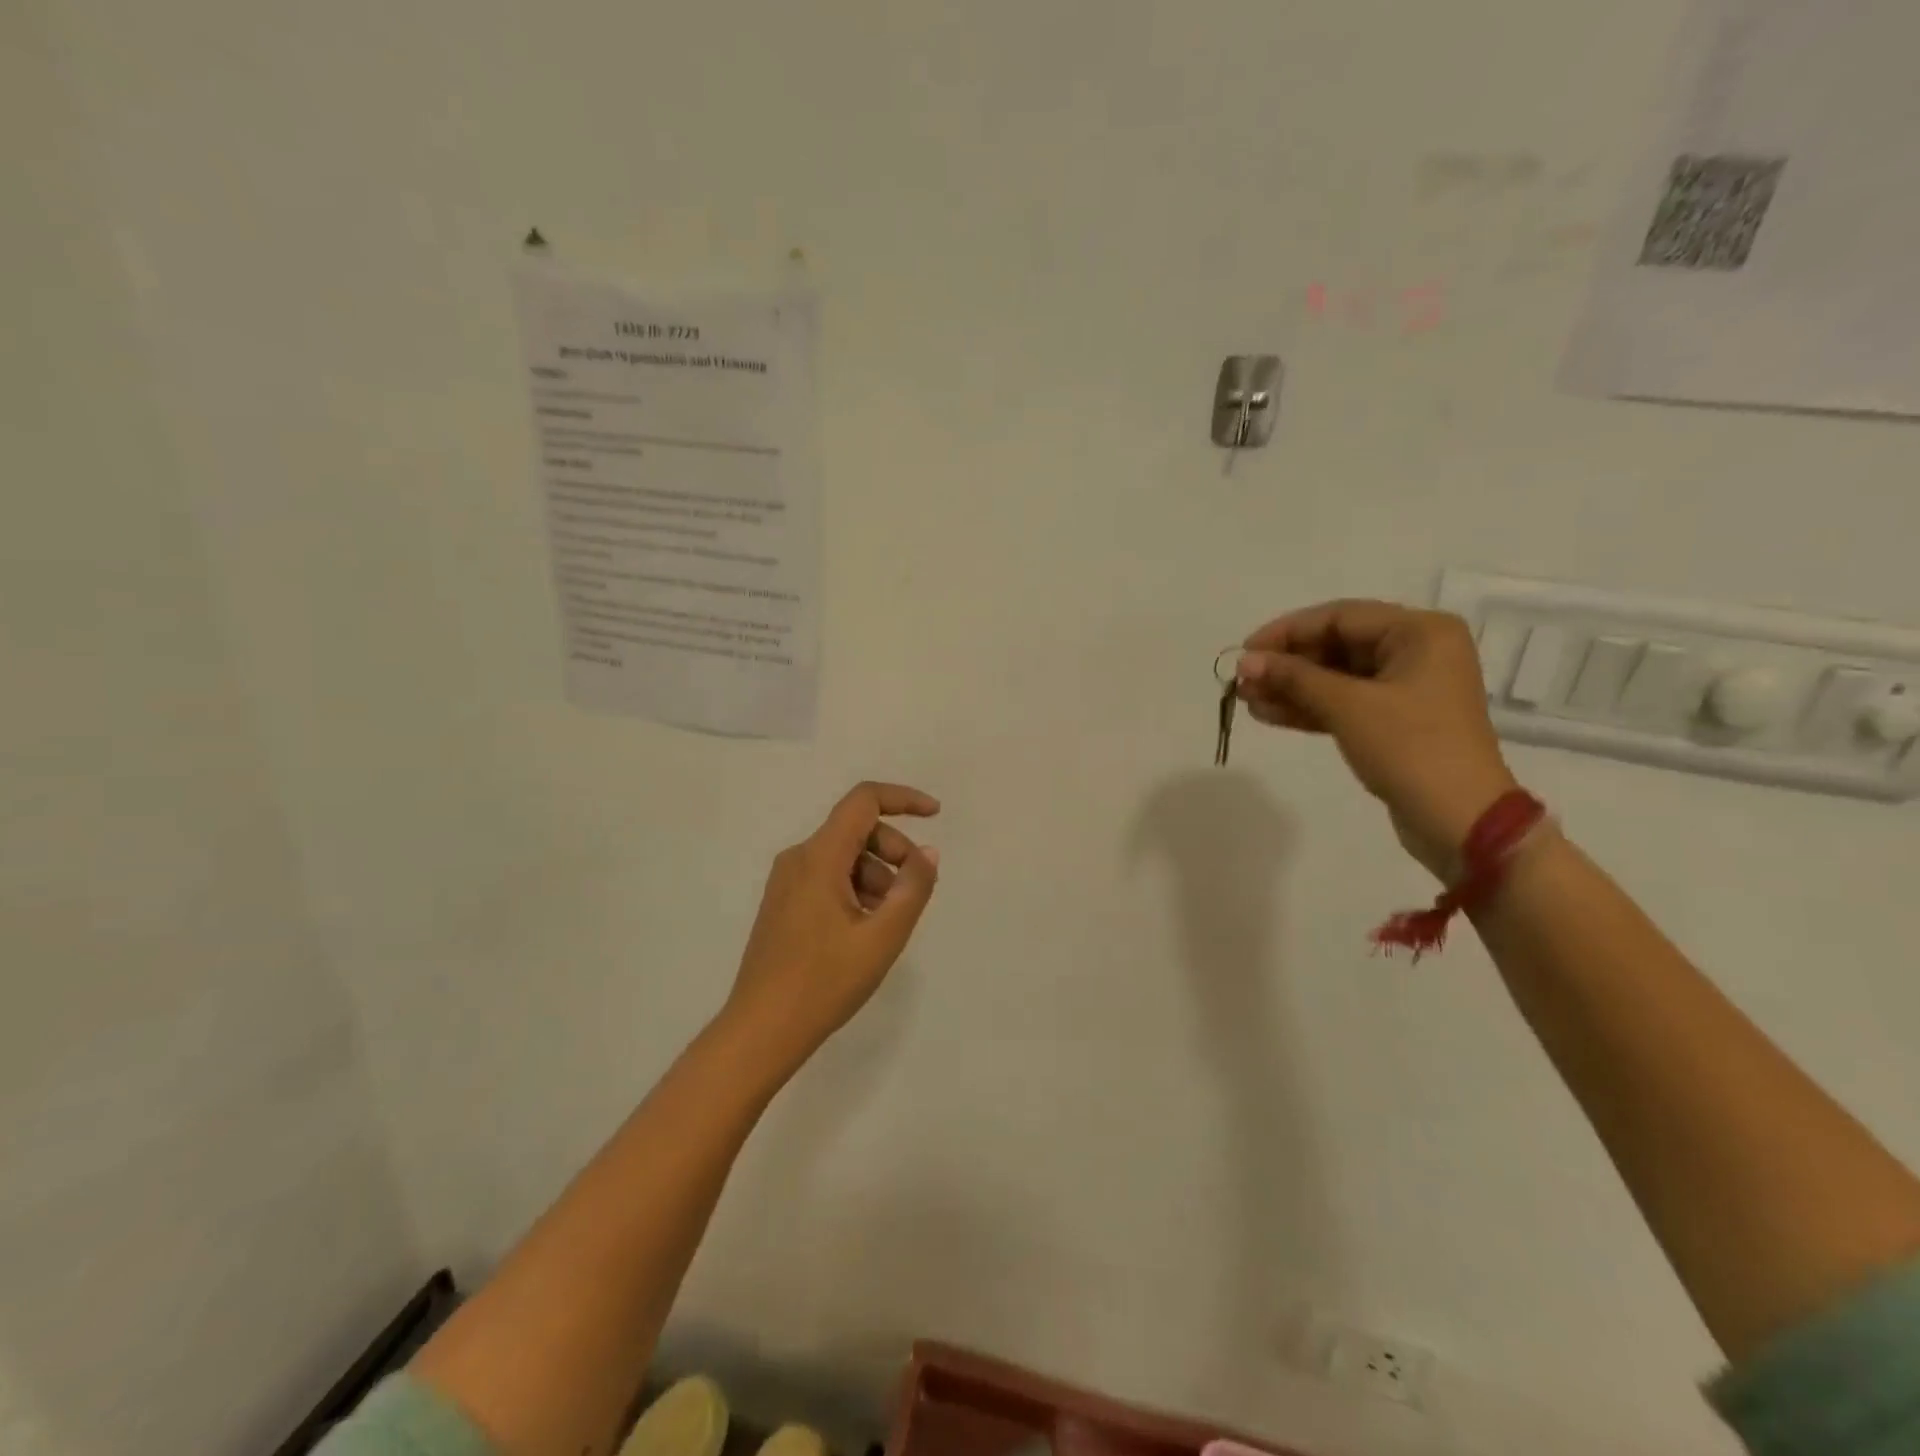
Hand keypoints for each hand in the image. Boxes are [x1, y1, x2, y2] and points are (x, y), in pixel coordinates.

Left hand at [720, 781, 940, 1073]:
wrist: (761, 1030)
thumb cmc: (824, 982)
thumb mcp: (882, 937)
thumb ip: (912, 888)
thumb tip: (927, 853)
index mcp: (819, 857)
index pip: (864, 800)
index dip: (904, 799)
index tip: (935, 815)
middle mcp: (799, 858)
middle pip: (857, 829)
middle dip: (895, 849)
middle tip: (916, 889)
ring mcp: (787, 881)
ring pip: (844, 856)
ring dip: (878, 874)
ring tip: (890, 921)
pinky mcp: (783, 903)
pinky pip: (829, 877)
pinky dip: (857, 888)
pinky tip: (867, 928)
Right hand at [1236, 600, 1516, 877]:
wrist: (1459, 820)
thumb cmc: (1410, 748)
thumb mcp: (1348, 706)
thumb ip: (1294, 678)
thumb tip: (1244, 661)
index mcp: (1419, 632)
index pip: (1339, 617)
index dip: (1287, 632)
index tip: (1245, 651)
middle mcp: (1416, 651)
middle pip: (1336, 646)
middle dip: (1286, 664)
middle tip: (1242, 681)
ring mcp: (1405, 689)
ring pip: (1335, 678)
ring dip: (1291, 688)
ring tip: (1245, 700)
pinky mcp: (1393, 722)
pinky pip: (1343, 703)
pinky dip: (1308, 708)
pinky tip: (1268, 714)